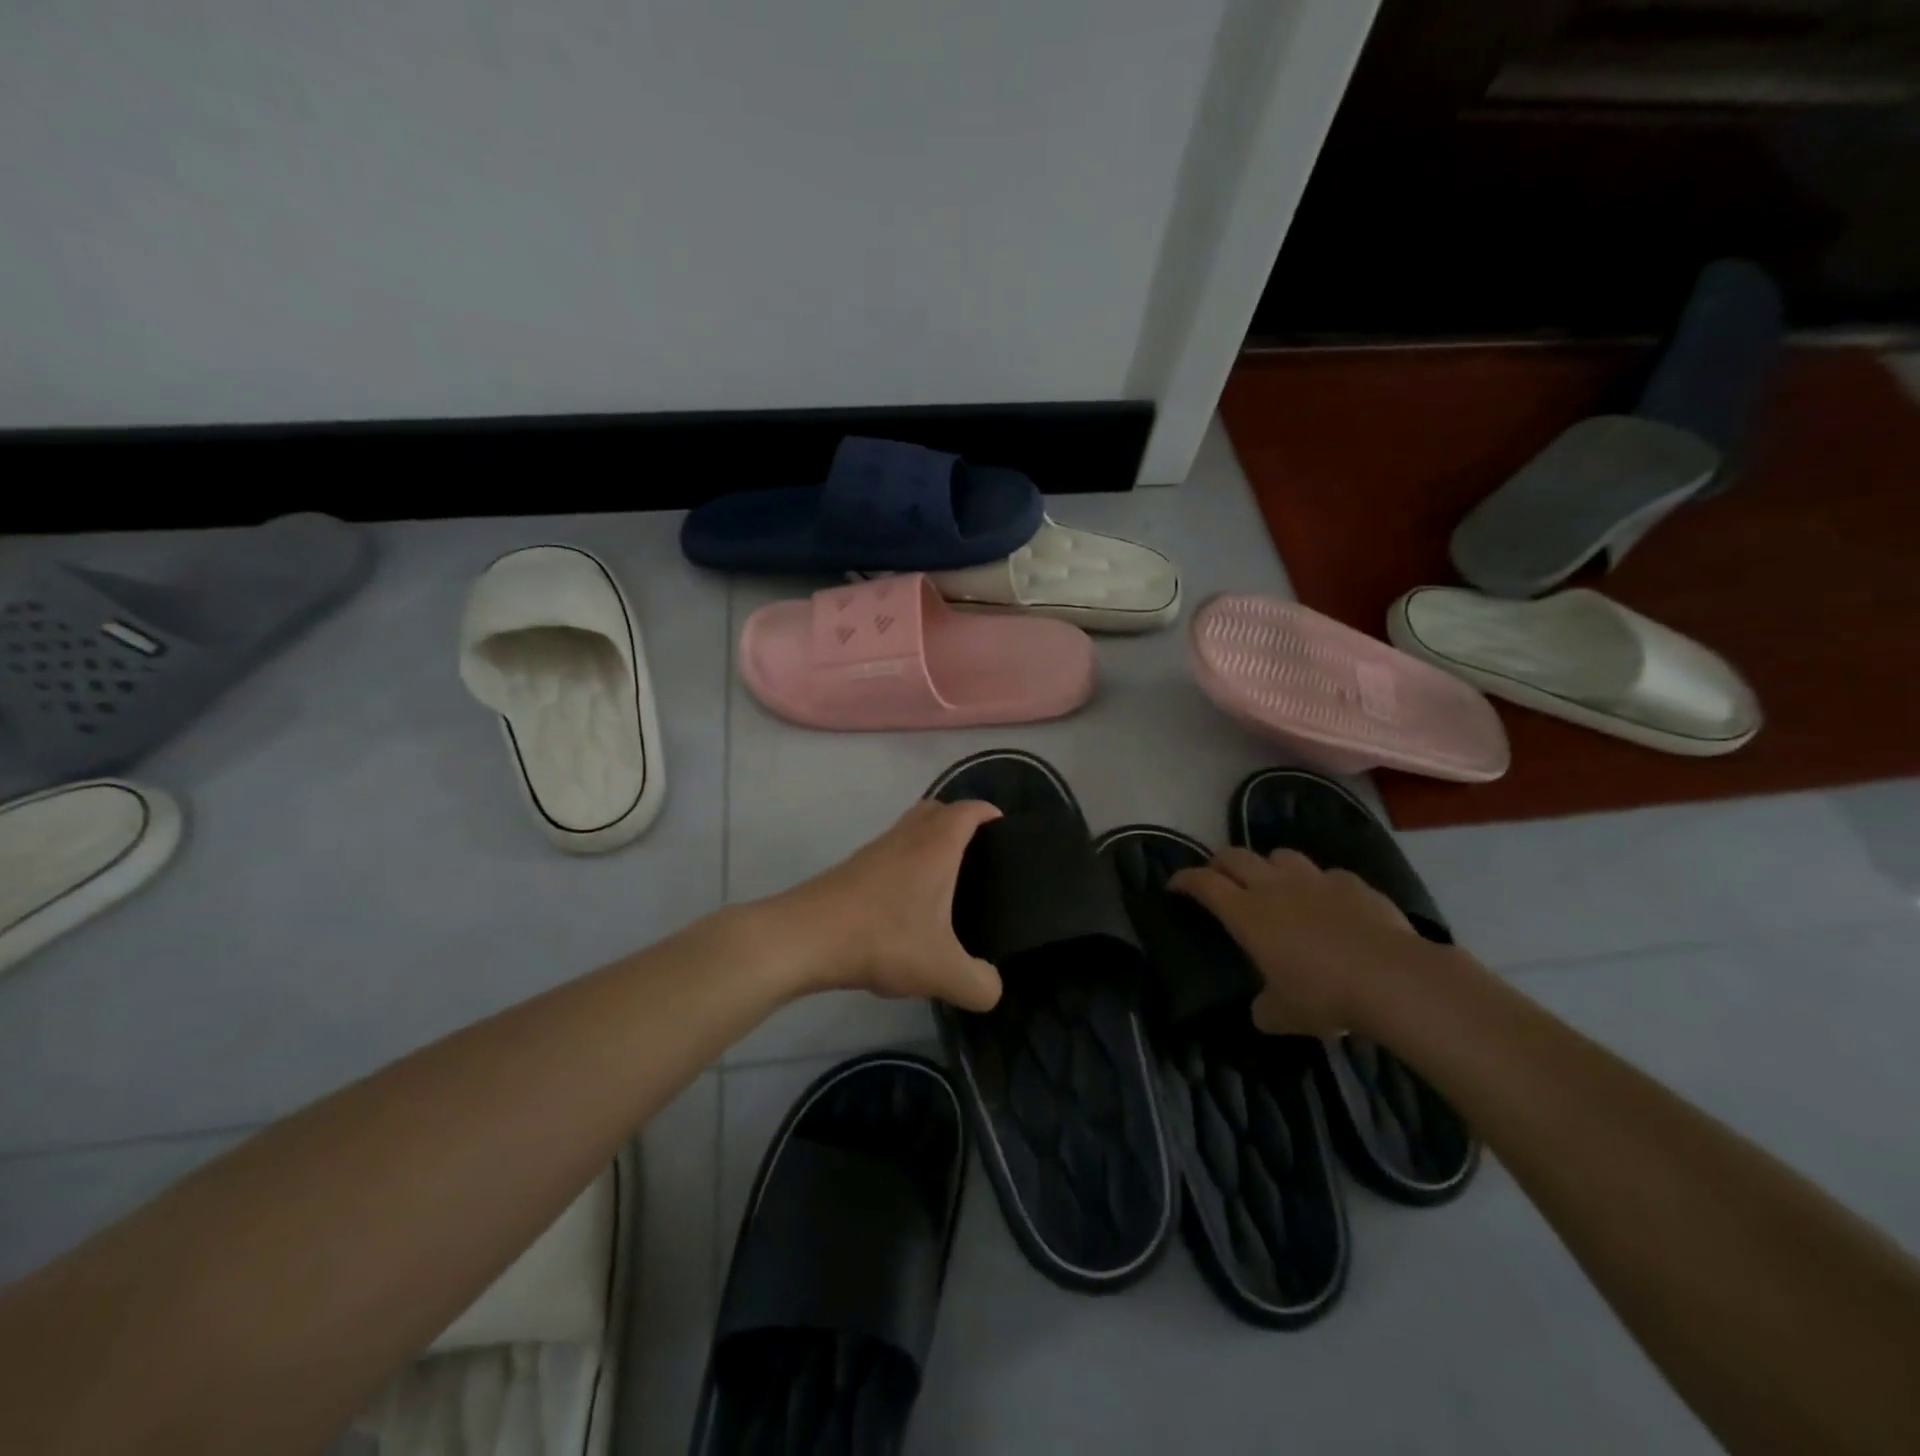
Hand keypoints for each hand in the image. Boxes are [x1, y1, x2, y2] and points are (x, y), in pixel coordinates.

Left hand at [757, 799, 1004, 1011]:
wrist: (804, 938)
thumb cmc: (882, 940)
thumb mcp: (943, 972)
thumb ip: (980, 985)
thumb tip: (992, 986)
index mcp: (935, 847)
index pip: (967, 810)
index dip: (987, 811)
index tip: (1004, 825)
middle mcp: (906, 838)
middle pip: (936, 809)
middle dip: (958, 819)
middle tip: (978, 850)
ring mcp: (875, 850)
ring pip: (908, 829)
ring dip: (928, 839)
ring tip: (945, 877)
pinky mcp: (852, 868)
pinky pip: (889, 851)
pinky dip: (905, 861)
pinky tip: (906, 900)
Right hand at [1169, 847, 1428, 1036]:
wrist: (1392, 978)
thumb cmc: (1324, 995)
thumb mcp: (1283, 1015)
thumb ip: (1265, 1008)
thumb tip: (1263, 1010)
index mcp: (1247, 913)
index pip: (1203, 883)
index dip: (1184, 880)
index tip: (1174, 885)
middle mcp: (1274, 886)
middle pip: (1235, 856)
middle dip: (1219, 862)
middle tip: (1217, 877)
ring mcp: (1316, 880)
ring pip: (1281, 855)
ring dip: (1270, 865)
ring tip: (1274, 883)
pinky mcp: (1353, 884)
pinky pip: (1328, 875)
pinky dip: (1321, 885)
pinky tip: (1330, 904)